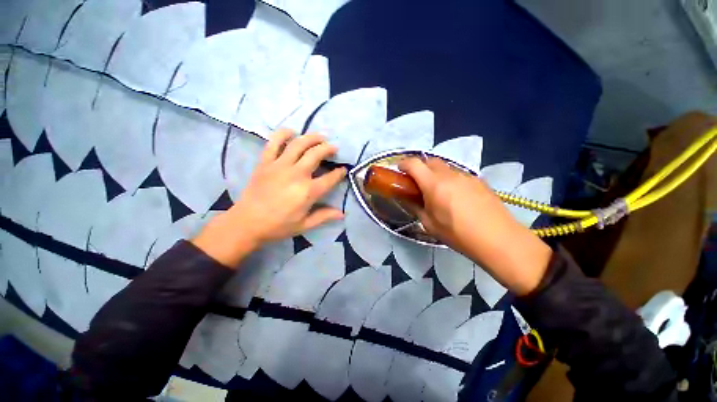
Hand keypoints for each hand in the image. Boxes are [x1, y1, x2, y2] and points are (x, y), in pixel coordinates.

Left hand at [192, 129, 345, 267]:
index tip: (343, 169)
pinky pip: (273, 143)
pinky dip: (283, 134)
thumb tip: (342, 214)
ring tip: (320, 136)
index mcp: (308, 192)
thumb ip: (324, 216)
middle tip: (334, 148)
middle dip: (328, 148)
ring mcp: (279, 166)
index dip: (339, 173)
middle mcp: (296, 174)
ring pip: (298, 144)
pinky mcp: (265, 163)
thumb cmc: (278, 226)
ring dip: (312, 137)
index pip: (330, 178)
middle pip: (316, 154)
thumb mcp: (304, 225)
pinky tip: (291, 131)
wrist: (246, 223)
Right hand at [399, 157, 551, 294]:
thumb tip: (408, 199)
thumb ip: (415, 207)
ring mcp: (466, 176)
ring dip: (435, 173)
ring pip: (445, 167)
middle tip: (416, 182)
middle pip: (430, 160)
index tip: (399, 170)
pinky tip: (454, 196)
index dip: (403, 164)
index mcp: (434, 184)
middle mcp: (449, 174)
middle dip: (419, 167)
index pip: (414, 164)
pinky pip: (458, 174)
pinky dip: (449, 179)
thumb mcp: (429, 224)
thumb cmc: (458, 234)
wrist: (498, 239)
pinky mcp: (478, 180)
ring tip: (436, 191)